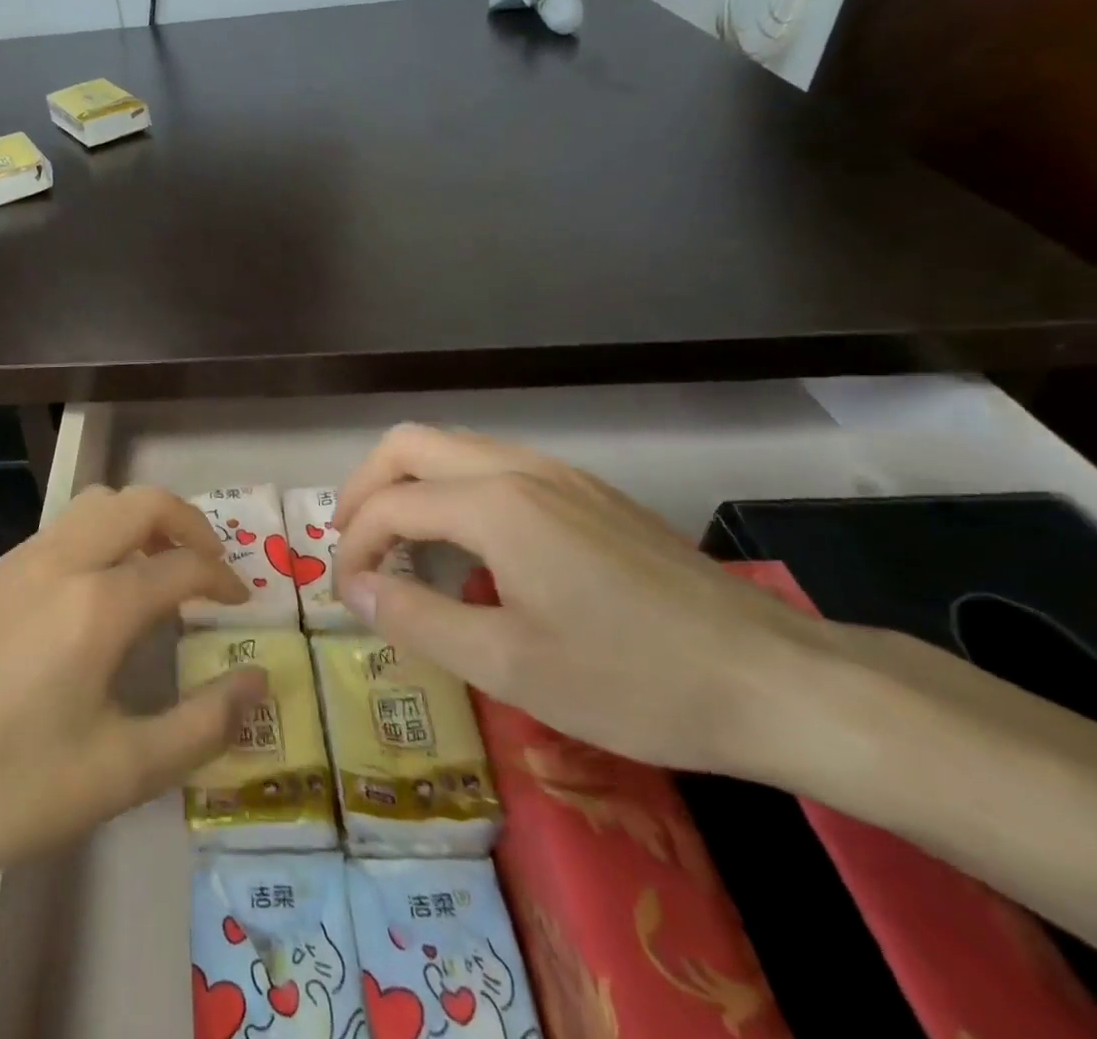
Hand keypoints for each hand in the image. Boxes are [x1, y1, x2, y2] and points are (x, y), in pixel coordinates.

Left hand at [0, 485, 265, 886]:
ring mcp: (17, 562)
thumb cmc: (10, 788)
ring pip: (94, 505)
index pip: (182, 567)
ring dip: (137, 524)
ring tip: (153, 573)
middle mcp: (61, 561)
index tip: (240, 603)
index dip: (222, 579)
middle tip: (205, 567)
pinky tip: (89, 599)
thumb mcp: (121, 774)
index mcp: (98, 604)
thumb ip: (202, 724)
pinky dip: (95, 541)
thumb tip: (257, 682)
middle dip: (187, 523)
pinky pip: (57, 533)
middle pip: (140, 502)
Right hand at [333, 424, 836, 773]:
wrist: (781, 680)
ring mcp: (558, 473)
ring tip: (399, 542)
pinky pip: (492, 464)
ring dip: (408, 483)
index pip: (390, 505)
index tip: (344, 593)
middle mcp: (518, 467)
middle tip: (351, 540)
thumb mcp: (508, 665)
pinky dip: (451, 488)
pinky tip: (468, 543)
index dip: (353, 545)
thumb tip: (352, 588)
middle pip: (410, 444)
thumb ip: (415, 617)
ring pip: (452, 447)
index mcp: (494, 503)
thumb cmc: (634, 680)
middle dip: (365, 486)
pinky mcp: (587, 491)